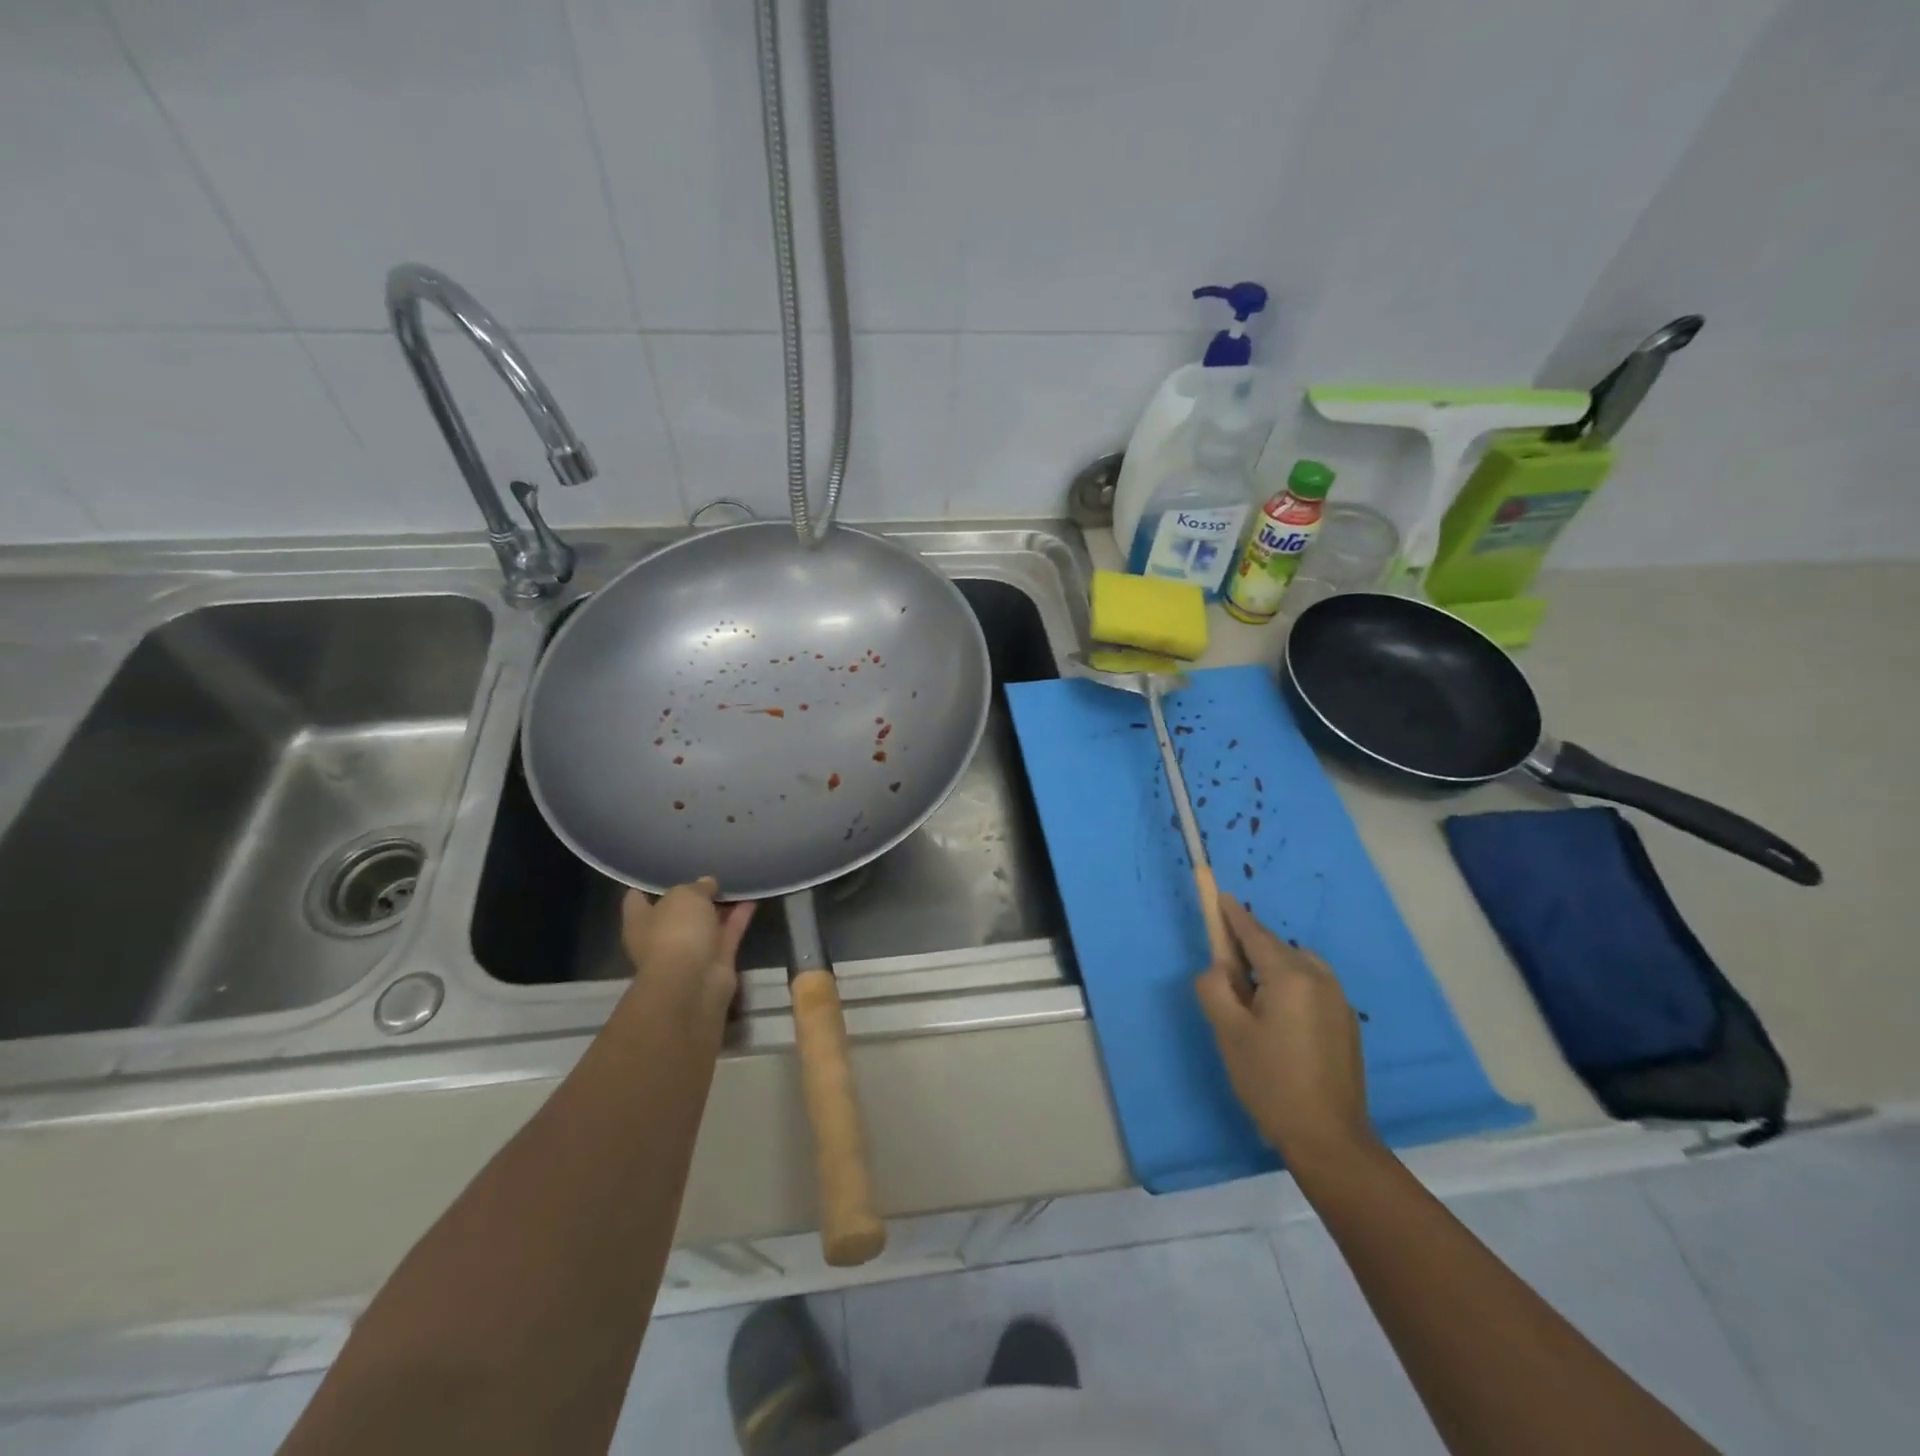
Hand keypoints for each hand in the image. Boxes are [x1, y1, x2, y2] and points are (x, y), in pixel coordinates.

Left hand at [620, 878, 755, 1016]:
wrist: (694, 981)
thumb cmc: (676, 931)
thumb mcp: (685, 895)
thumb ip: (697, 887)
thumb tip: (706, 884)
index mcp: (640, 921)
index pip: (636, 899)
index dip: (648, 884)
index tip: (664, 869)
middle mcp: (661, 936)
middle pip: (677, 911)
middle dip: (692, 894)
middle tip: (709, 871)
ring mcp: (689, 950)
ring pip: (705, 922)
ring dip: (719, 905)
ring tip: (735, 880)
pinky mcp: (716, 959)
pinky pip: (728, 932)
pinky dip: (739, 917)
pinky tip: (752, 898)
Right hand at [1195, 895, 1376, 1175]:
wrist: (1329, 1139)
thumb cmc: (1270, 1081)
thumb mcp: (1228, 1031)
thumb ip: (1215, 987)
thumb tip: (1220, 969)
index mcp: (1290, 976)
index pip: (1254, 934)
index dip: (1234, 916)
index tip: (1220, 896)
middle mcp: (1319, 978)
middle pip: (1276, 949)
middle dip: (1249, 950)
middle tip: (1225, 974)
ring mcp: (1338, 1001)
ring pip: (1295, 967)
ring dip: (1271, 970)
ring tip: (1250, 1004)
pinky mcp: (1346, 1023)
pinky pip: (1311, 987)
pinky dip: (1289, 988)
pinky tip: (1277, 1022)